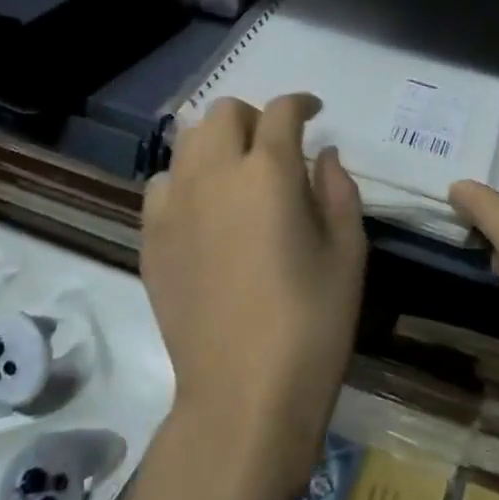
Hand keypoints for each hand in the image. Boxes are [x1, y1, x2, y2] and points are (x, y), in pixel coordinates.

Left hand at [141, 94, 366, 487]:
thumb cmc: (312, 323)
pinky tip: (204, 210)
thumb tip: (324, 154)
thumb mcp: (348, 253)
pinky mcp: (151, 238)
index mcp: (268, 171)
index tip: (314, 112)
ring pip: (187, 141)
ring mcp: (174, 205)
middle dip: (254, 117)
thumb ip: (338, 190)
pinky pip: (162, 184)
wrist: (243, 396)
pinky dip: (185, 180)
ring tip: (236, 172)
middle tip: (275, 146)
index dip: (301, 103)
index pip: (281, 111)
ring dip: (215, 142)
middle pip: (224, 112)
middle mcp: (214, 173)